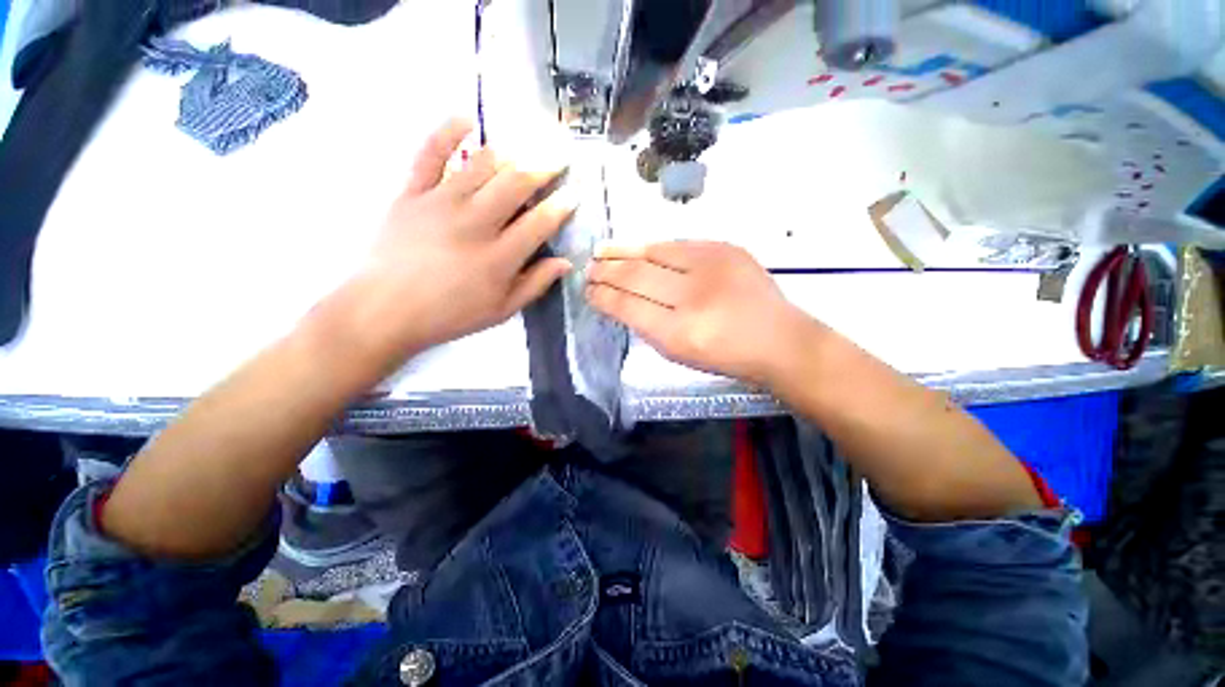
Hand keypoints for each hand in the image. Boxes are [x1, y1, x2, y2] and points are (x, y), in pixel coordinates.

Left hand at [343, 119, 575, 360]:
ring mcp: (441, 203)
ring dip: (510, 152)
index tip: (574, 194)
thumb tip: (565, 263)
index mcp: (499, 257)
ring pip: (482, 164)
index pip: (539, 222)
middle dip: (543, 167)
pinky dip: (448, 132)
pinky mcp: (411, 193)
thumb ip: (535, 284)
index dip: (561, 206)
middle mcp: (475, 223)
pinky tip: (466, 119)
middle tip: (558, 158)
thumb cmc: (449, 315)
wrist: (383, 310)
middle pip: (516, 184)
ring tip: (526, 148)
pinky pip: (430, 153)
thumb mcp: (501, 311)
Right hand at [587, 241, 817, 385]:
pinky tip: (638, 248)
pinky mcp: (725, 249)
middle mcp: (692, 296)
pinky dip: (653, 247)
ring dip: (623, 251)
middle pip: (635, 275)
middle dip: (606, 271)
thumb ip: (647, 327)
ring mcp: (711, 267)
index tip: (588, 291)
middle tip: (588, 268)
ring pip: (653, 252)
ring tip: (601, 251)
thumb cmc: (727, 356)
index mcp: (678, 333)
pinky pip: (677, 244)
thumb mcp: (680, 354)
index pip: (627, 306)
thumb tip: (621, 301)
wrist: (780, 340)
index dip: (603, 296)